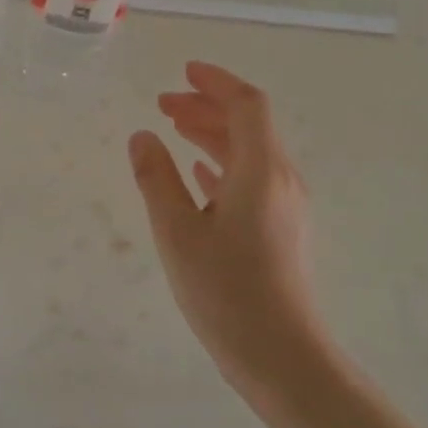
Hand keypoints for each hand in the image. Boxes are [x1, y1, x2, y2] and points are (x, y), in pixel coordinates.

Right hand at [128, 61, 326, 383]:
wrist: (280, 355)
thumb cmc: (225, 291)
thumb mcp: (177, 232)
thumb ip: (156, 179)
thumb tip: (142, 137)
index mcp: (261, 171)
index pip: (247, 106)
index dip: (215, 82)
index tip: (183, 72)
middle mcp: (281, 180)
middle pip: (248, 126)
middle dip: (206, 107)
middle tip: (163, 103)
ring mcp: (285, 207)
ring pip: (249, 154)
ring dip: (213, 135)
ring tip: (173, 130)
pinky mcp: (281, 231)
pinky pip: (252, 181)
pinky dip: (223, 166)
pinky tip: (200, 175)